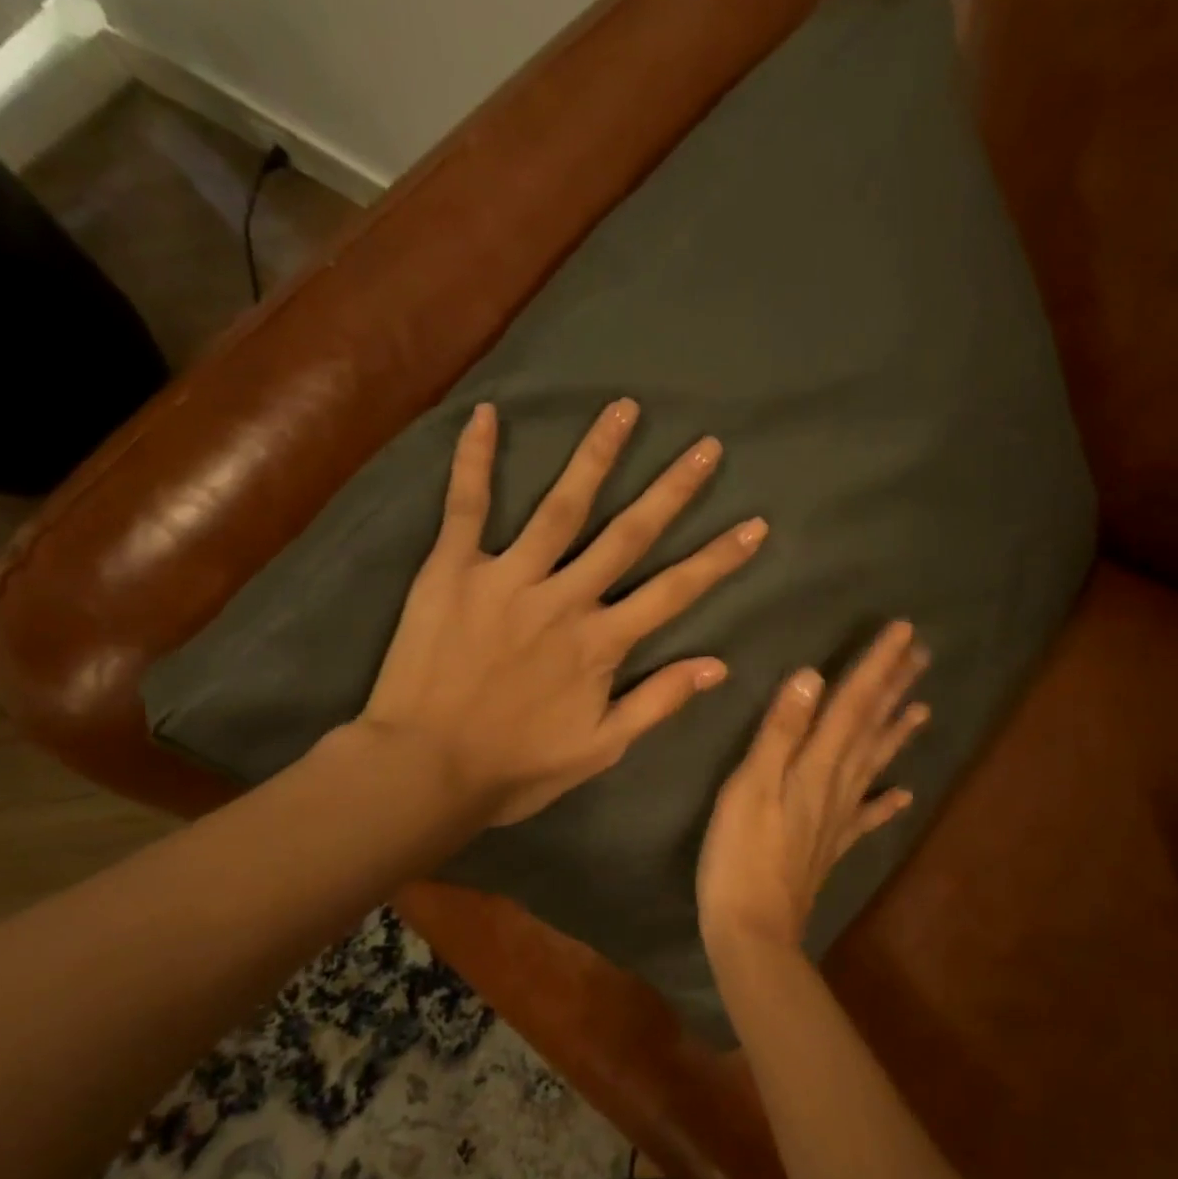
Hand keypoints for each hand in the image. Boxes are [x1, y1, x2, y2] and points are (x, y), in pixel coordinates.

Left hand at [357, 398, 766, 826]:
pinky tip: (486, 414)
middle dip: (672, 489)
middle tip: (705, 446)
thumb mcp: (600, 749)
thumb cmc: (515, 767)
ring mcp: (507, 578)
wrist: (423, 770)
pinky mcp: (452, 571)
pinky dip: (474, 460)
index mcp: (601, 643)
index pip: (674, 592)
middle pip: (628, 534)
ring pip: (561, 506)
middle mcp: (564, 598)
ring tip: (623, 409)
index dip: (718, 559)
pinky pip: (465, 507)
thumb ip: (658, 702)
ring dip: (596, 455)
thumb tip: (718, 665)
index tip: (754, 524)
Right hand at [698, 621, 930, 953]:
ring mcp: (838, 817)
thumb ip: (780, 731)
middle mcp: (836, 784)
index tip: (904, 631)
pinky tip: (904, 794)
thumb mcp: (750, 785)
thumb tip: (811, 676)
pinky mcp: (831, 845)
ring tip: (922, 707)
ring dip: (897, 732)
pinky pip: (867, 816)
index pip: (853, 703)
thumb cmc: (739, 853)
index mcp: (816, 764)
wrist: (753, 927)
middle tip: (922, 654)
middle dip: (894, 687)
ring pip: (874, 763)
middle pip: (871, 727)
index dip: (877, 666)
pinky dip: (887, 802)